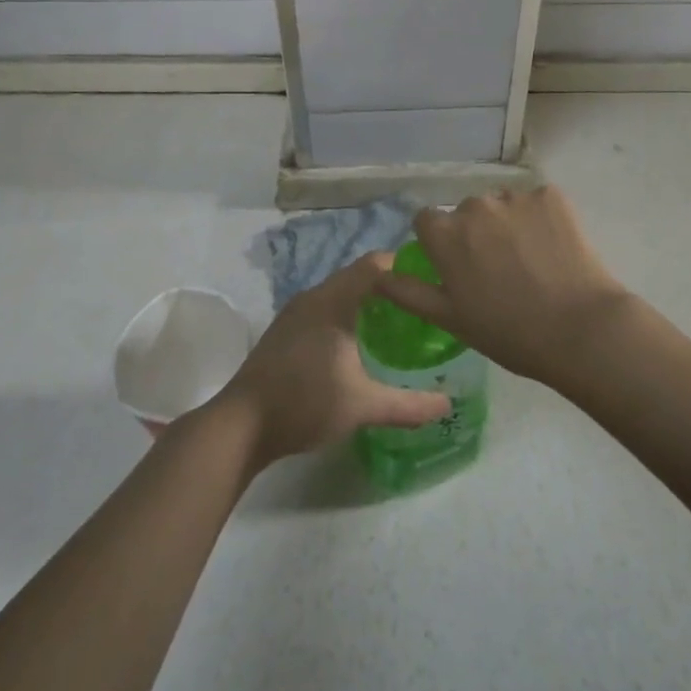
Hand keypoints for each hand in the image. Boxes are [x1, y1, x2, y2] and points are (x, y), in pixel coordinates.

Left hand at [210, 254, 450, 468]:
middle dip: (389, 286)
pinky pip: (325, 307)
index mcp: (333, 300)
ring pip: (340, 293)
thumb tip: (448, 405)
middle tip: (421, 306)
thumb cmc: (304, 403)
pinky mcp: (286, 329)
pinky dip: (347, 314)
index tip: (431, 282)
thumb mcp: (362, 405)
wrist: (241, 425)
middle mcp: (314, 296)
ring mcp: (296, 312)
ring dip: (367, 301)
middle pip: (358, 276)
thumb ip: (408, 404)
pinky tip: (359, 342)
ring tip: (398, 323)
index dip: (404, 267)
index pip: (375, 265)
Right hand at [376, 186, 631, 388]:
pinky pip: (537, 202)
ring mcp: (515, 197)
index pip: (427, 221)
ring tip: (531, 262)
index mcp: (445, 233)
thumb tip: (379, 273)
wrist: (580, 330)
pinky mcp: (551, 195)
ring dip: (508, 224)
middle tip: (499, 271)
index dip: (439, 243)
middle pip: (467, 212)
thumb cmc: (508, 332)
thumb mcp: (450, 319)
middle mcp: (475, 204)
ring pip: (502, 206)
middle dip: (476, 233)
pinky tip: (554, 250)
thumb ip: (409, 292)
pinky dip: (541, 219)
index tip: (457, 267)